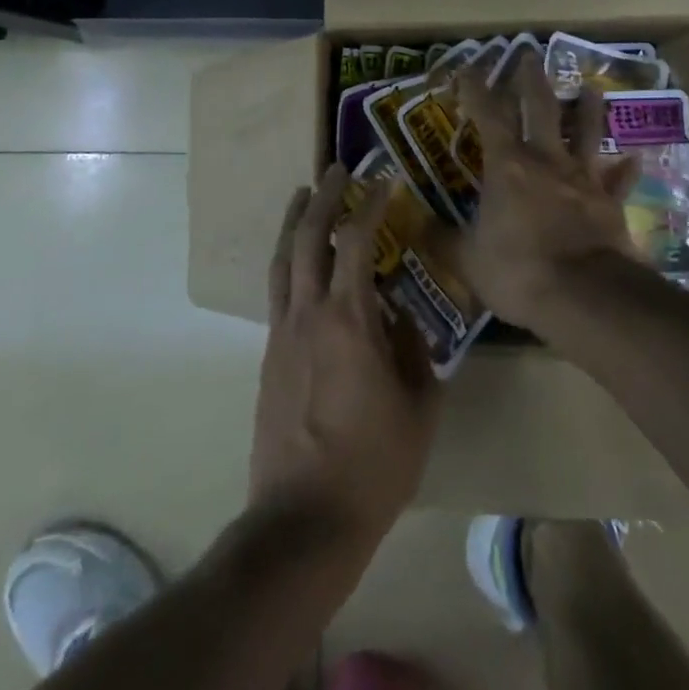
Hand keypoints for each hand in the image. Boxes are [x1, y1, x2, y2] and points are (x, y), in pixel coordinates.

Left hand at [250, 165, 440, 554]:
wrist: (302, 520)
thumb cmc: (373, 464)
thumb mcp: (419, 407)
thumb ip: (416, 353)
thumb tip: (405, 320)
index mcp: (349, 319)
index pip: (357, 241)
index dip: (371, 204)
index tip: (384, 179)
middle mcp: (308, 314)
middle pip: (308, 237)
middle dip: (323, 196)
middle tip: (337, 169)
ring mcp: (282, 334)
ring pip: (283, 260)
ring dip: (294, 221)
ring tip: (303, 194)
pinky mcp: (269, 356)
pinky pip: (278, 292)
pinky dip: (288, 261)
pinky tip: (300, 263)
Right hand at [454, 56, 642, 331]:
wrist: (583, 295)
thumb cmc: (518, 270)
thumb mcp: (467, 259)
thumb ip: (440, 239)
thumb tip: (412, 224)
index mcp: (507, 165)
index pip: (488, 114)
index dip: (476, 88)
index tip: (469, 67)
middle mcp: (546, 160)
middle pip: (540, 107)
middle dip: (531, 79)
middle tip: (529, 54)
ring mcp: (582, 178)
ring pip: (585, 132)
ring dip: (588, 109)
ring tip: (591, 88)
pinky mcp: (609, 202)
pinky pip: (618, 181)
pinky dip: (624, 171)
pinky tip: (634, 159)